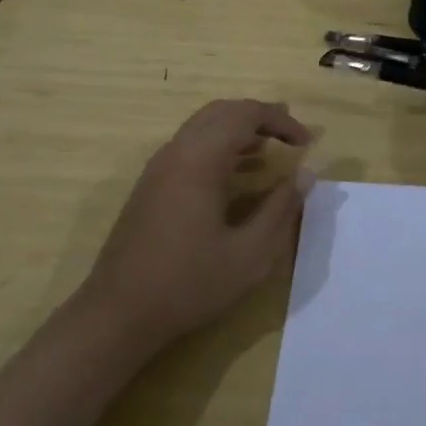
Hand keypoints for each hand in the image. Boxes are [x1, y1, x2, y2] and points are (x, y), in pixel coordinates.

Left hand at [84, 99, 313, 347]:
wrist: (118, 314)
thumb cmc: (188, 284)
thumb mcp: (249, 254)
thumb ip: (281, 209)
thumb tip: (305, 175)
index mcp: (200, 159)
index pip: (246, 115)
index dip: (281, 121)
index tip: (307, 143)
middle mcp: (177, 151)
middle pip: (222, 111)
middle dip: (260, 116)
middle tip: (292, 134)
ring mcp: (159, 166)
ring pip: (203, 125)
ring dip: (239, 129)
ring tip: (271, 147)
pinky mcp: (151, 184)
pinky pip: (190, 145)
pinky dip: (219, 144)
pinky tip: (238, 171)